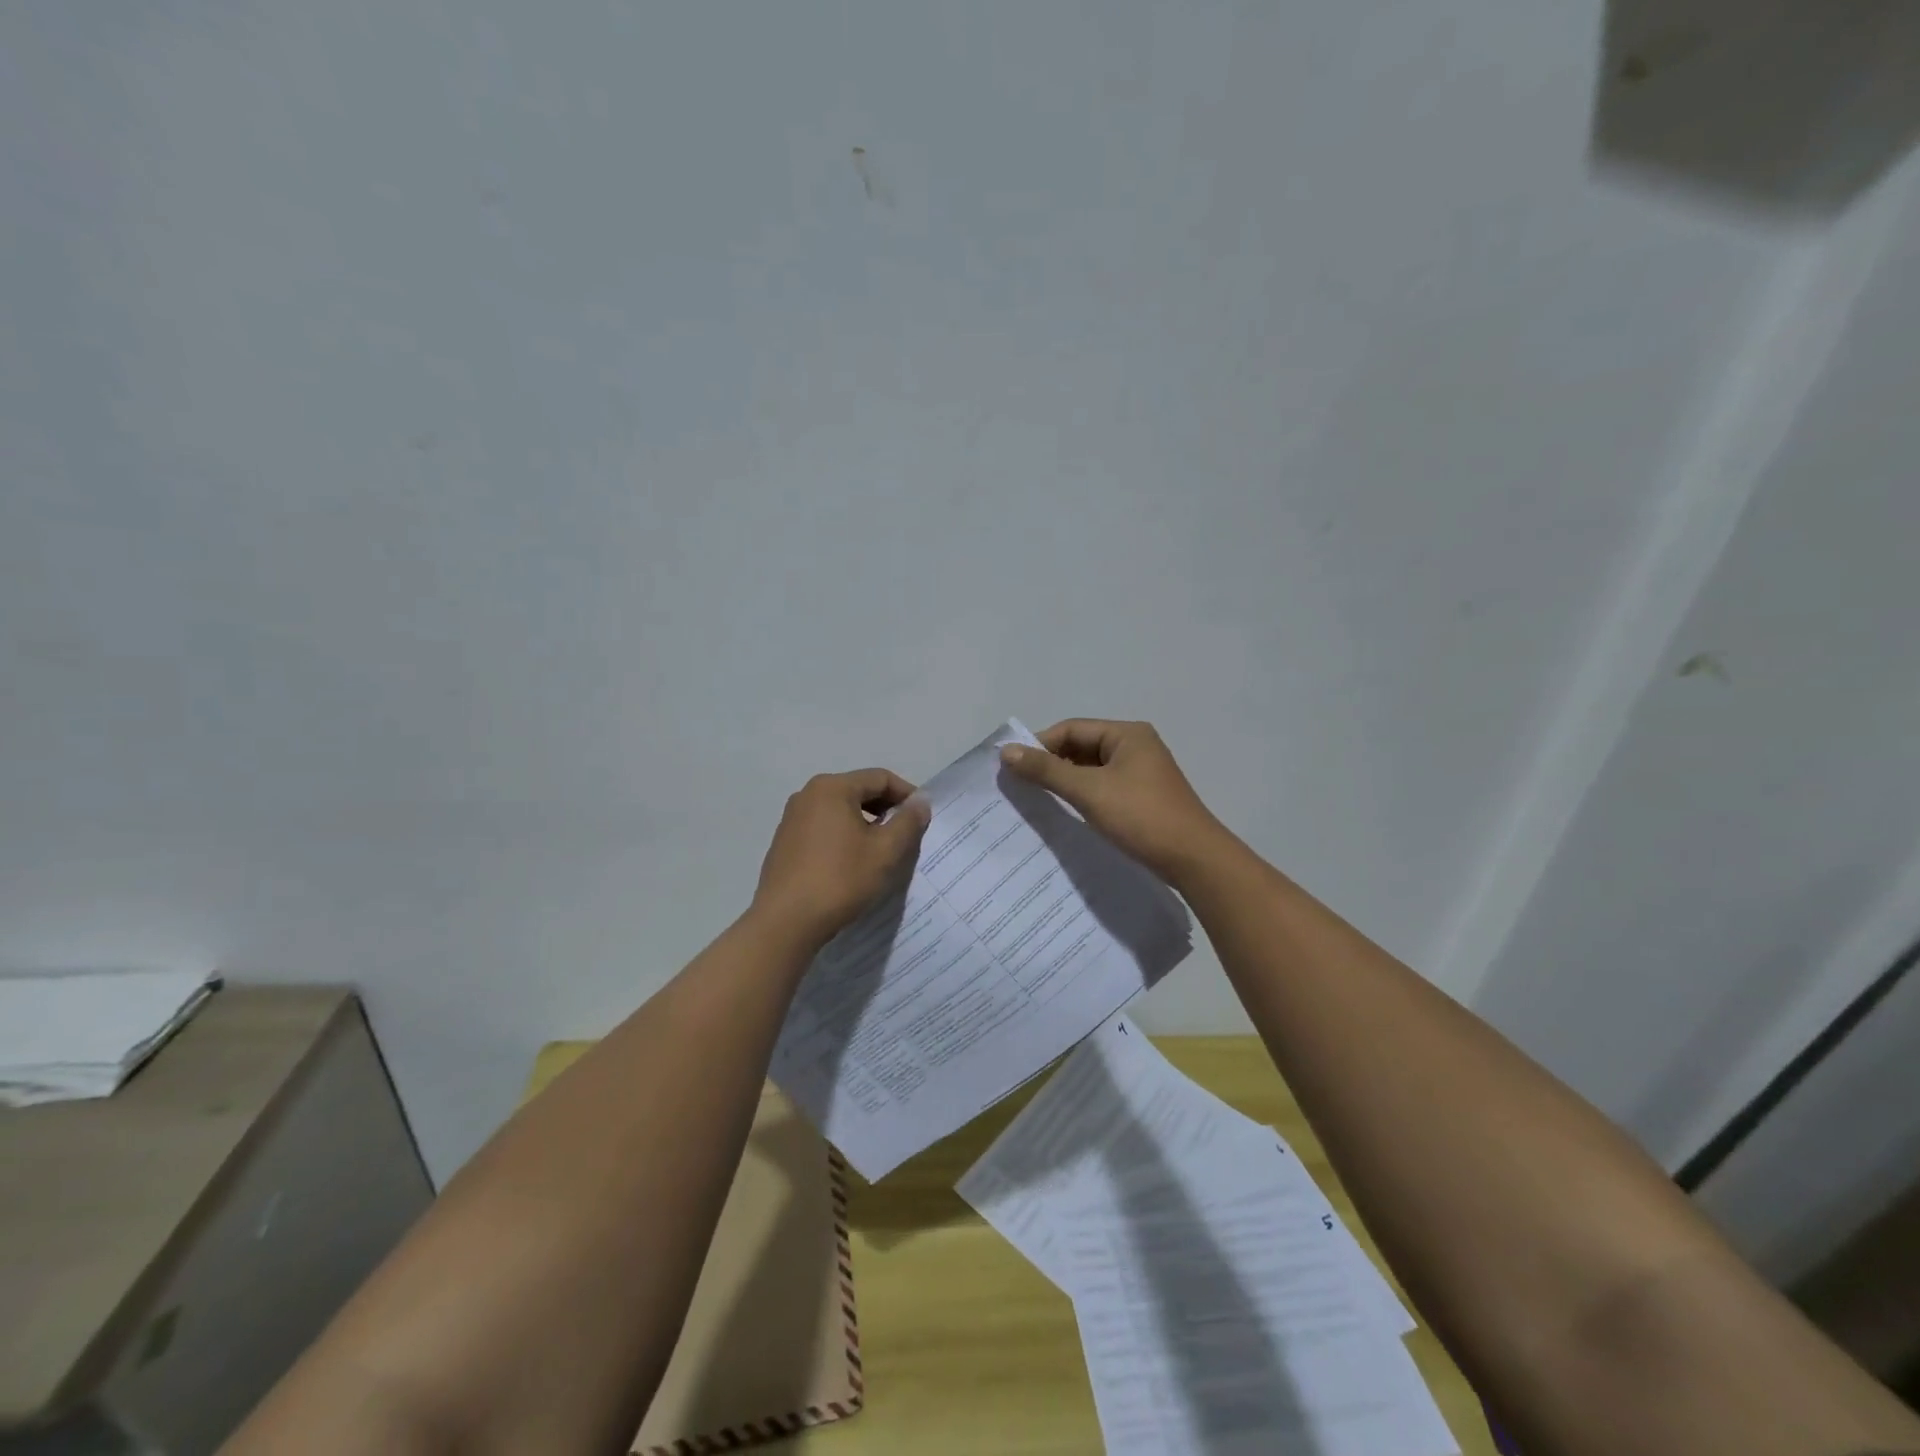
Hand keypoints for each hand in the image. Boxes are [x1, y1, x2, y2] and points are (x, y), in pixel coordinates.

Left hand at [751, 768, 930, 947]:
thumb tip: (920, 801)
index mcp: (832, 787)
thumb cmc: (840, 880)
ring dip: (865, 823)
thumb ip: (908, 821)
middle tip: (906, 834)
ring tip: (881, 850)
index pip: (880, 778)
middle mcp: (808, 794)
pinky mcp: (785, 841)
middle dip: (886, 809)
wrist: (785, 922)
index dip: (907, 794)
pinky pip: (823, 827)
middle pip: (858, 790)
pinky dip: (843, 835)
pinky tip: (851, 862)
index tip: (923, 818)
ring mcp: (792, 818)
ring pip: (840, 810)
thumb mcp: (885, 851)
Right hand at [999, 719, 1229, 882]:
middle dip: (1051, 764)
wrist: (1194, 859)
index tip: (1012, 769)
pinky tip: (1067, 812)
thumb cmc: (1141, 817)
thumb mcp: (1089, 791)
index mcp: (1127, 734)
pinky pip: (1103, 787)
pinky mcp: (1142, 797)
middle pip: (1081, 747)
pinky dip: (1083, 795)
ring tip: (1037, 800)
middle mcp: (1135, 746)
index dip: (1040, 745)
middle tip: (1021, 786)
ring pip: (1091, 769)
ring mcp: (1141, 772)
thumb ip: (1047, 770)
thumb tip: (1006, 751)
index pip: (1071, 729)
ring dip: (1066, 781)